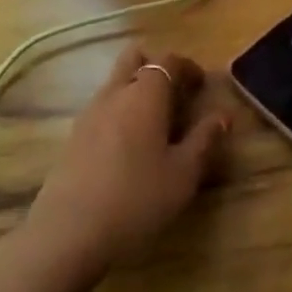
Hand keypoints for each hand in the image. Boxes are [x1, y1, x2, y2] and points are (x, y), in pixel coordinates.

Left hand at [26, 46, 230, 271]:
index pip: (168, 60)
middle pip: (134, 59)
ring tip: (155, 124)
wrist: (68, 233)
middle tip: (176, 95)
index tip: (202, 85)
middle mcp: (115, 93)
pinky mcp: (73, 136)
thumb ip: (204, 139)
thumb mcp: (183, 174)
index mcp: (145, 94)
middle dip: (156, 67)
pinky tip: (129, 147)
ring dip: (136, 90)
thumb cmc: (137, 198)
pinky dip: (119, 112)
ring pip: (115, 82)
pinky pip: (102, 107)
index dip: (188, 67)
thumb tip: (222, 115)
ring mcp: (89, 113)